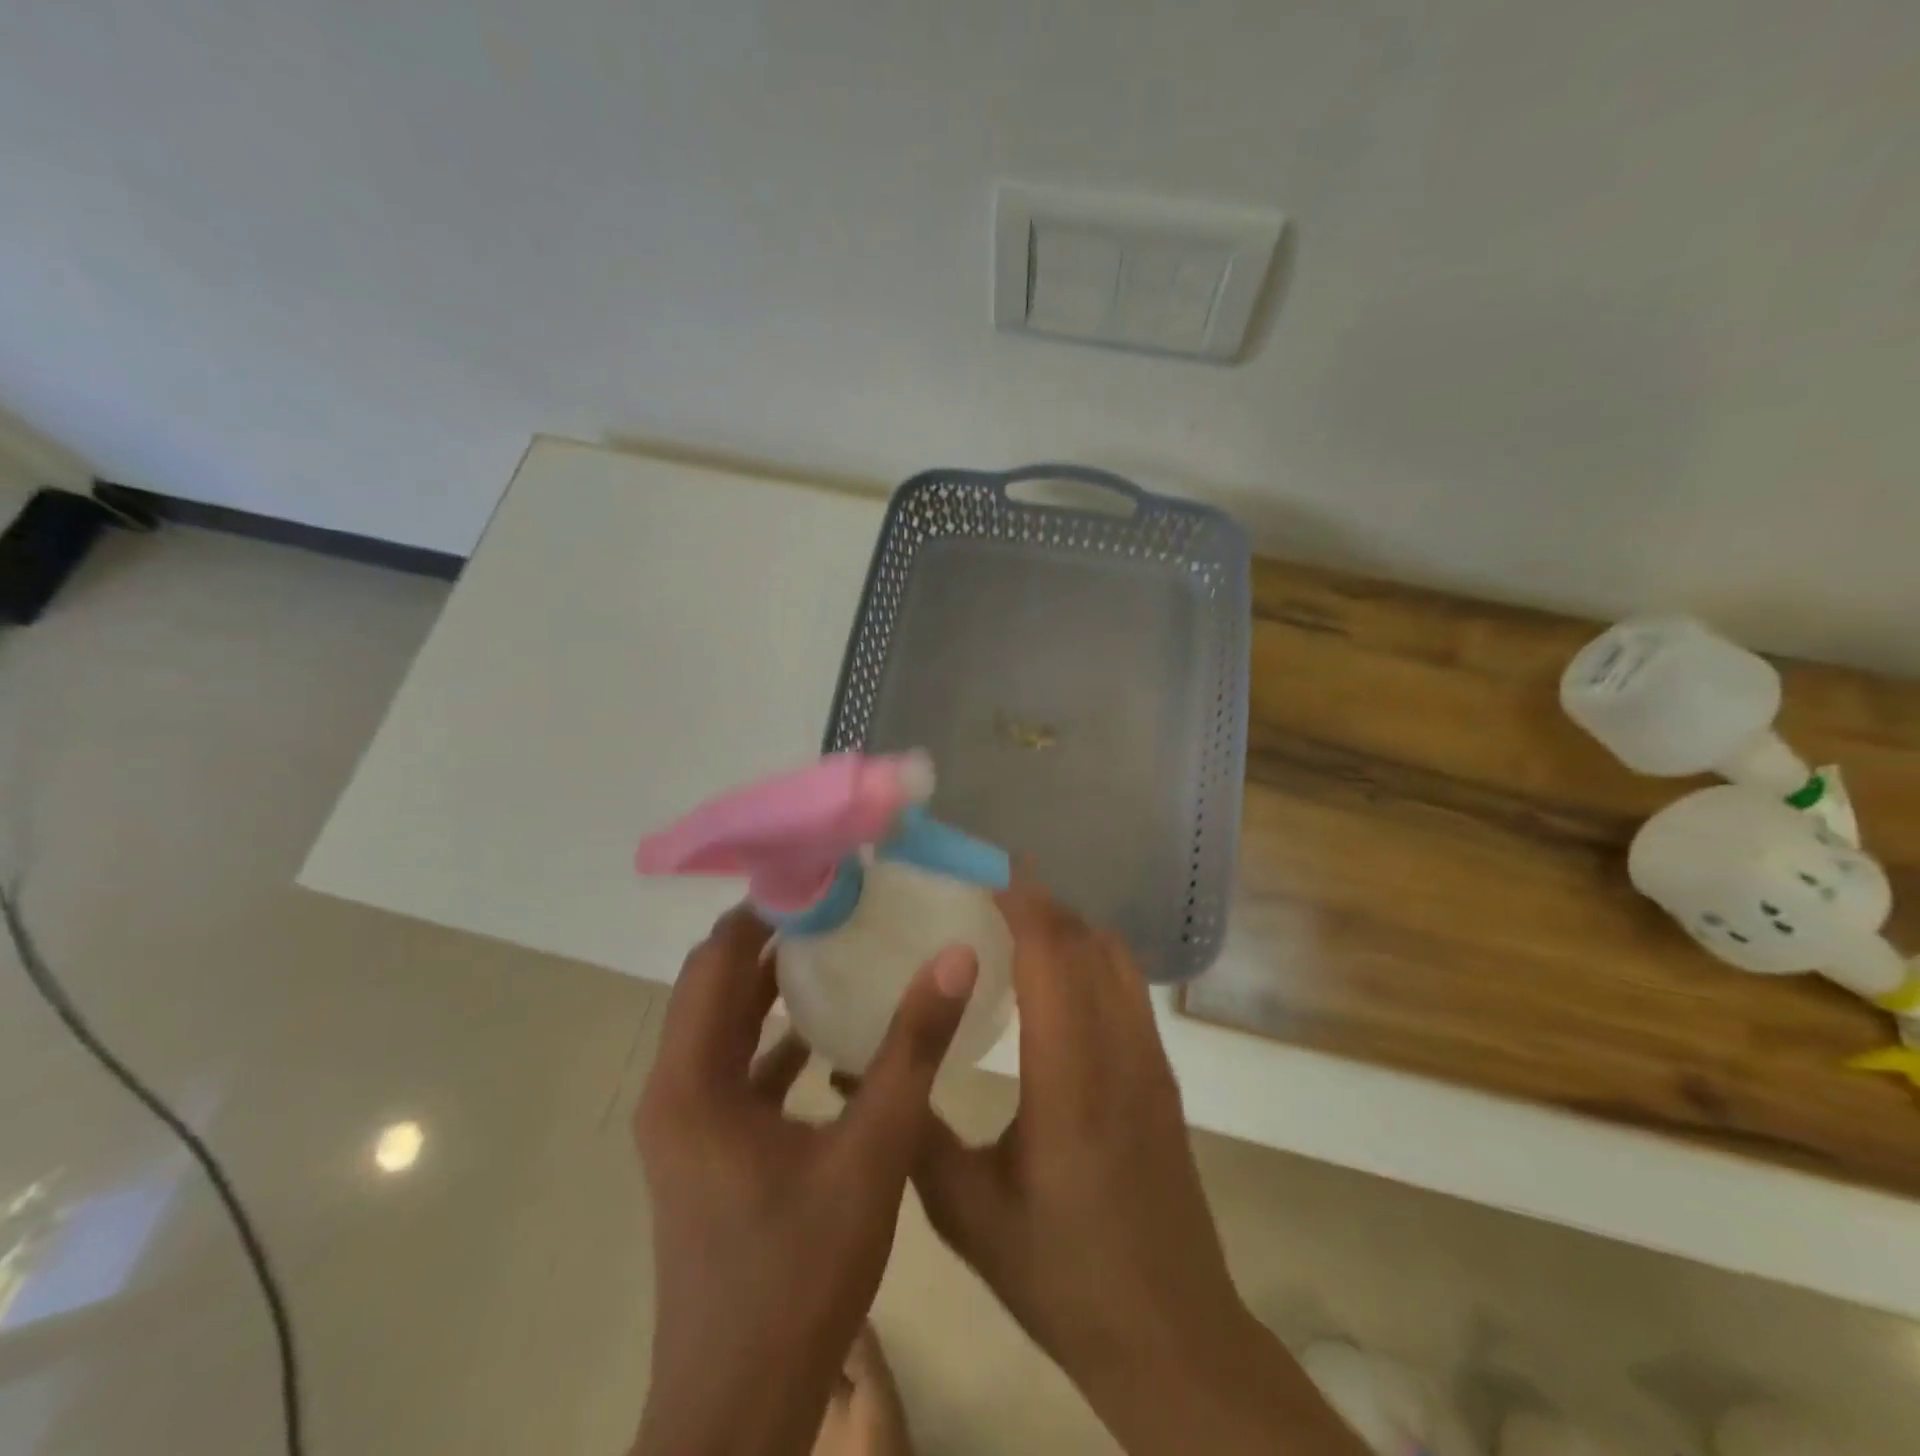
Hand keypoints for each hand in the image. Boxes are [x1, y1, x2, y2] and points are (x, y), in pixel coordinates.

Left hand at [631, 906, 978, 1455]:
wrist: (739, 1414)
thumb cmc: (797, 1276)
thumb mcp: (870, 1153)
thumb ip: (911, 1050)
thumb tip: (953, 957)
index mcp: (692, 1081)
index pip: (717, 958)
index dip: (765, 909)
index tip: (823, 875)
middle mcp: (676, 1091)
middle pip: (715, 984)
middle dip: (771, 936)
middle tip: (839, 899)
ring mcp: (688, 1124)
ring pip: (725, 1026)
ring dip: (772, 984)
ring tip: (838, 943)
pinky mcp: (709, 1151)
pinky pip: (739, 1068)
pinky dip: (776, 1037)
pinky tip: (831, 1030)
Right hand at [911, 883, 1367, 1455]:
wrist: (1172, 1335)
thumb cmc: (1062, 1276)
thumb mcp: (966, 1212)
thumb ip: (911, 1130)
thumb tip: (852, 1067)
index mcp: (1069, 1078)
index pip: (1053, 955)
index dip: (1022, 901)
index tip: (982, 871)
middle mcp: (1118, 1051)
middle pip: (1086, 941)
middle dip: (1038, 902)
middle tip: (983, 893)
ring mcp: (1149, 1060)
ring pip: (1114, 957)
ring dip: (1068, 926)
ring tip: (1014, 925)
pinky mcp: (1161, 1076)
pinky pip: (1128, 986)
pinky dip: (1091, 956)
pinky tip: (1054, 980)